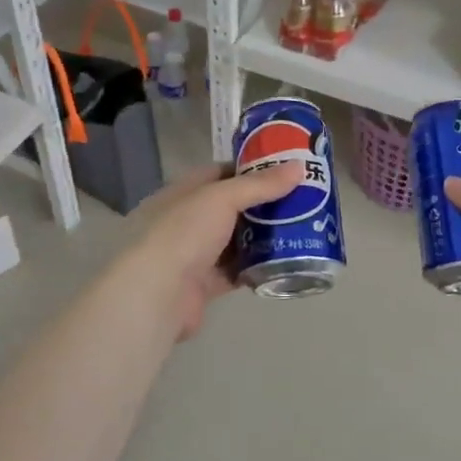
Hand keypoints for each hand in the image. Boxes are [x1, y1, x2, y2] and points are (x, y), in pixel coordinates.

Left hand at [110, 161, 304, 340]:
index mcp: (184, 192)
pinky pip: (237, 271)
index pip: (221, 173)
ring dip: (263, 237)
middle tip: (302, 200)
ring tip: (301, 229)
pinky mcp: (205, 284)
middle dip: (264, 205)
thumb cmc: (184, 233)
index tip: (285, 169)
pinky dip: (257, 267)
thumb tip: (300, 166)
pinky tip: (284, 262)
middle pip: (232, 208)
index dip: (252, 169)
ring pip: (236, 240)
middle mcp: (187, 220)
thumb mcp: (223, 198)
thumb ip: (260, 184)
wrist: (158, 293)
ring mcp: (195, 253)